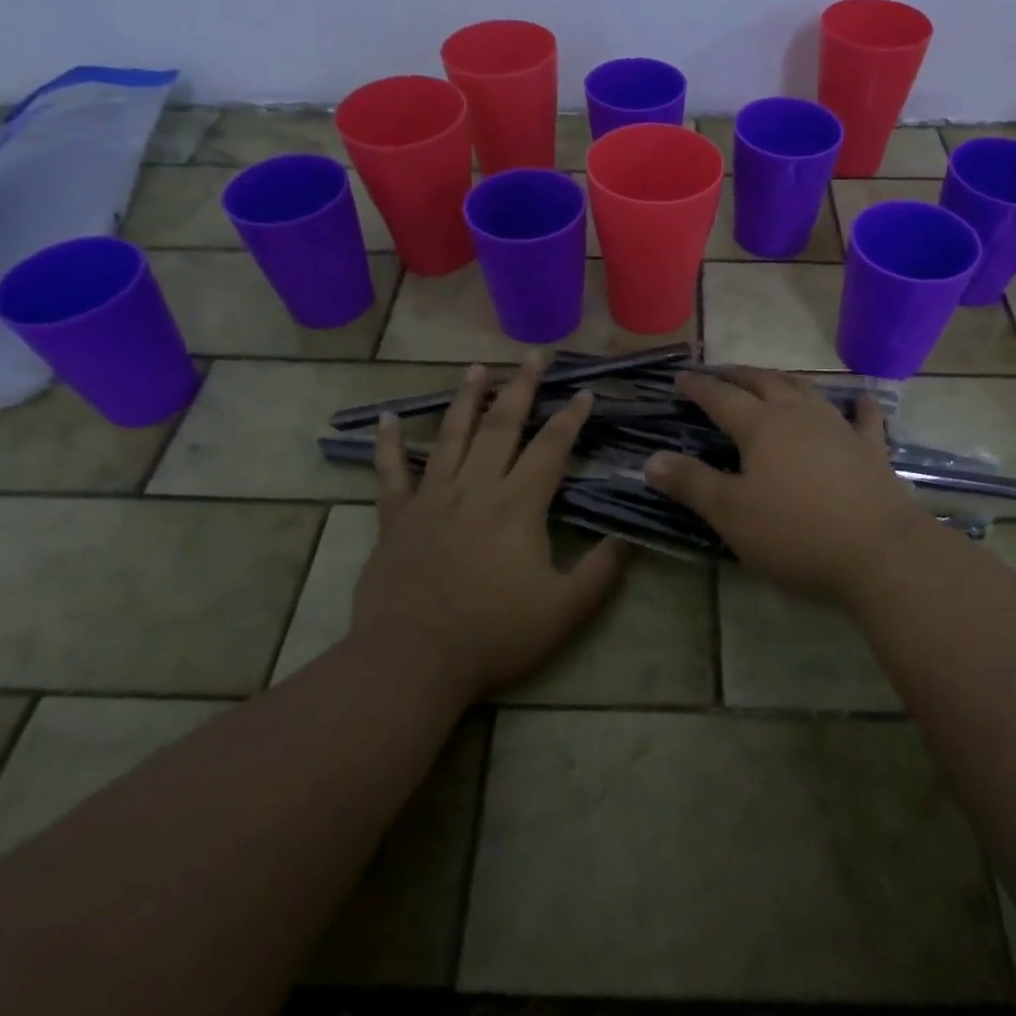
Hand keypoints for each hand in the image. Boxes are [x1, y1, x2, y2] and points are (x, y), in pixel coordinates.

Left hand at [351, 357, 629, 698]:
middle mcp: (476, 488)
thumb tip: (629, 536)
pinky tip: (386, 416)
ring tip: (477, 367)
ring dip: (466, 399)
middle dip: (522, 388)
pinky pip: (391, 473)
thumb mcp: (564, 610)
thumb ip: (601, 571)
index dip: (571, 418)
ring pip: (451, 437)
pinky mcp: (397, 518)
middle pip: (502, 427)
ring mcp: (432, 499)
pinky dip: (388, 444)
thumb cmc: (494, 634)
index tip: (584, 391)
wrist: (413, 660)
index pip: (551, 449)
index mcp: (518, 505)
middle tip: (533, 355)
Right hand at [645, 367, 930, 604]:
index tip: (681, 378)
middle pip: (764, 384)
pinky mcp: (871, 450)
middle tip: (721, 373)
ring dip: (784, 381)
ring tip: (771, 379)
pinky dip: (858, 406)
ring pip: (807, 392)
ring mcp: (839, 429)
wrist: (879, 552)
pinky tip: (860, 399)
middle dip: (738, 375)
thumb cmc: (795, 533)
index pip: (721, 398)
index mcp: (761, 427)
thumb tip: (651, 459)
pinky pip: (864, 419)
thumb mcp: (731, 514)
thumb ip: (691, 483)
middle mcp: (799, 416)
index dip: (699, 387)